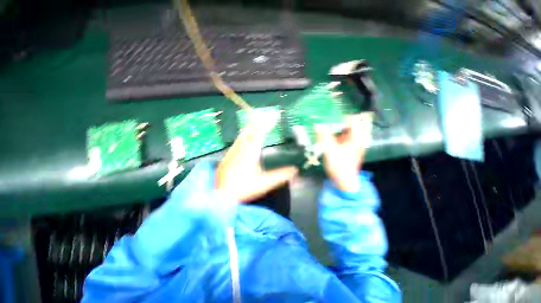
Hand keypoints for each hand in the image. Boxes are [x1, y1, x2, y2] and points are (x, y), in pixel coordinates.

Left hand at [216, 110, 297, 201]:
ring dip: (253, 125)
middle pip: (251, 128)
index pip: (260, 132)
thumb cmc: (243, 188)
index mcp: (251, 151)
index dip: (268, 122)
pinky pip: (240, 138)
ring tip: (261, 120)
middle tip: (270, 115)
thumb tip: (295, 171)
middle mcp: (242, 147)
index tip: (276, 114)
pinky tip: (248, 135)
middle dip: (261, 120)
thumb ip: (281, 175)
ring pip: (244, 132)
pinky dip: (247, 132)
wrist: (220, 195)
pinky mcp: (229, 154)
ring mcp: (233, 150)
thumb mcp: (265, 183)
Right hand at [315, 113, 372, 192]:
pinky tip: (324, 134)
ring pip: (343, 128)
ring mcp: (352, 141)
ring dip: (332, 126)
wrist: (344, 181)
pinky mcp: (347, 145)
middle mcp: (357, 137)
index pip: (351, 119)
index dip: (339, 115)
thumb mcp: (330, 151)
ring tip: (321, 125)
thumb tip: (317, 124)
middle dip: (334, 120)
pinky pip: (340, 135)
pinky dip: (332, 133)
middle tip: (322, 119)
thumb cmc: (340, 167)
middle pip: (347, 123)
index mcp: (357, 137)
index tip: (327, 115)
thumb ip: (324, 137)